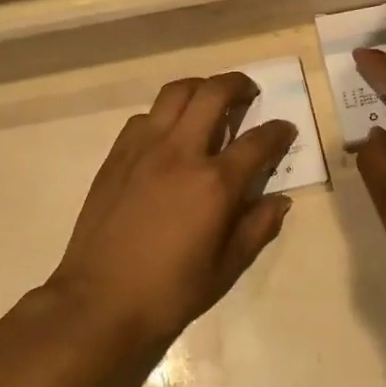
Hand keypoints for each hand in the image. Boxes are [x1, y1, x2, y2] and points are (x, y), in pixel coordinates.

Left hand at [49, 74, 297, 346]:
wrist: (99, 302)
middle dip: (239, 85)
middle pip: (214, 94)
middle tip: (249, 93)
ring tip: (209, 101)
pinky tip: (169, 134)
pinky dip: (164, 114)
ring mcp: (144, 148)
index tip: (286, 128)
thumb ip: (257, 227)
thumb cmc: (169, 292)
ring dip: (200, 88)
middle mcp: (181, 152)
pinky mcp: (117, 155)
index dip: (278, 131)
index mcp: (214, 183)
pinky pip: (145, 117)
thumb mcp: (226, 269)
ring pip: (175, 93)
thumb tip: (279, 199)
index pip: (258, 141)